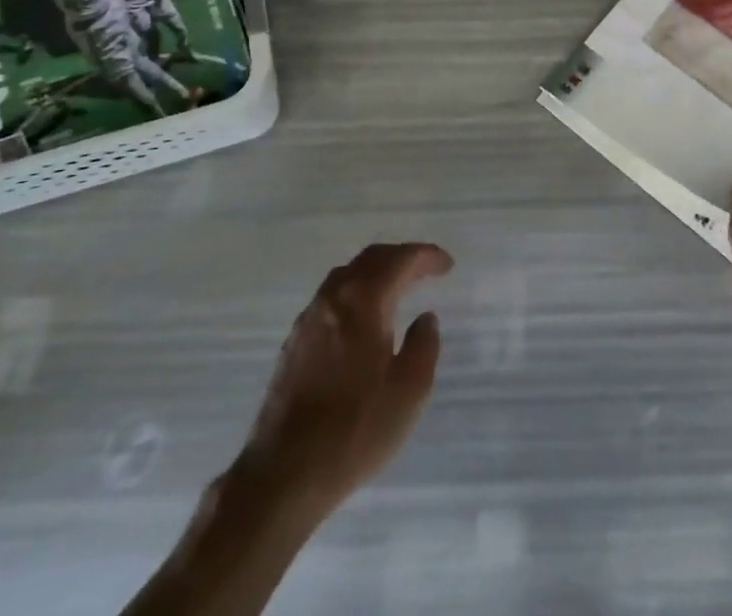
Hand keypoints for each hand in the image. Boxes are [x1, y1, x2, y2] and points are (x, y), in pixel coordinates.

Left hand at [237, 242, 452, 519]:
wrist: (283, 474)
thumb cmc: (355, 430)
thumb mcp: (409, 392)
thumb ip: (424, 346)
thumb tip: (425, 318)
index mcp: (363, 301)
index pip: (400, 260)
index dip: (426, 257)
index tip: (447, 265)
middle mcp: (333, 298)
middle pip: (370, 259)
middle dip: (401, 257)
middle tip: (425, 268)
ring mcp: (309, 319)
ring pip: (347, 275)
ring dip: (376, 272)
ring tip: (397, 288)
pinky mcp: (294, 343)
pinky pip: (332, 298)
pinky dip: (356, 293)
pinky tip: (363, 319)